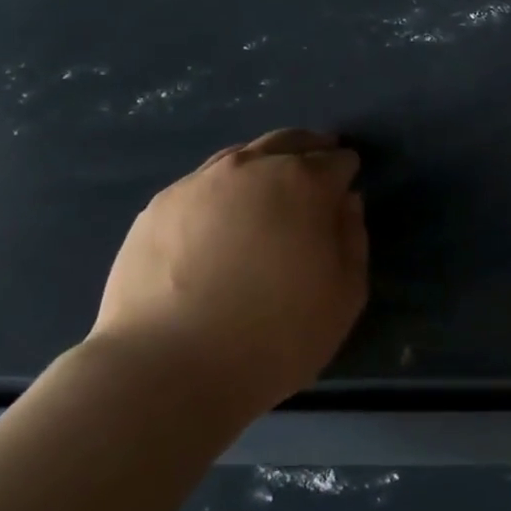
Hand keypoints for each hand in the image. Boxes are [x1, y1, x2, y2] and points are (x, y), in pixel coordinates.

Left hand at [91, 129, 367, 412]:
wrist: (168, 368)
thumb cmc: (276, 335)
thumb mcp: (345, 295)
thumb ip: (353, 238)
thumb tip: (346, 202)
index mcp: (303, 183)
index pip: (336, 160)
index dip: (346, 170)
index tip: (348, 185)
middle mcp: (251, 168)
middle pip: (288, 142)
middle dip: (309, 150)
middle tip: (317, 165)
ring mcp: (198, 184)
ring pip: (241, 157)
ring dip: (264, 165)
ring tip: (270, 189)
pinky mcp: (158, 207)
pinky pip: (203, 184)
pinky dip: (223, 190)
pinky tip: (222, 219)